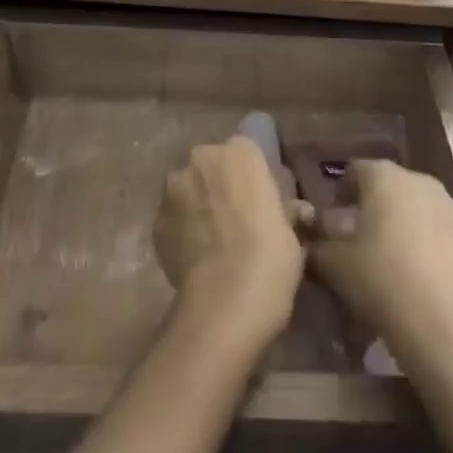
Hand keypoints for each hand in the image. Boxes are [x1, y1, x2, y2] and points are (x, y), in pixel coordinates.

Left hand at [155, 136, 305, 344]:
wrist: (225, 301)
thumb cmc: (270, 258)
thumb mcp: (291, 232)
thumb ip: (285, 210)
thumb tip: (296, 211)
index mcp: (241, 151)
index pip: (246, 152)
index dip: (252, 177)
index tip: (260, 201)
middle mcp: (203, 158)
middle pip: (212, 165)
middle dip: (220, 185)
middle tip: (236, 219)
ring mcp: (174, 187)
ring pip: (188, 189)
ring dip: (197, 204)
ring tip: (212, 240)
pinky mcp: (156, 219)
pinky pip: (173, 218)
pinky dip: (182, 230)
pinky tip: (196, 256)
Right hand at [308, 161, 452, 351]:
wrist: (448, 328)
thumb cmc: (382, 281)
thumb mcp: (334, 265)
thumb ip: (317, 246)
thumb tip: (310, 241)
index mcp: (385, 177)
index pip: (355, 170)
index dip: (341, 191)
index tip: (330, 218)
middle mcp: (422, 182)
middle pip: (392, 189)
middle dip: (376, 209)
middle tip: (360, 240)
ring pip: (423, 213)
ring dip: (408, 229)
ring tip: (395, 263)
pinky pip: (448, 241)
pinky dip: (435, 253)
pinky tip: (425, 283)